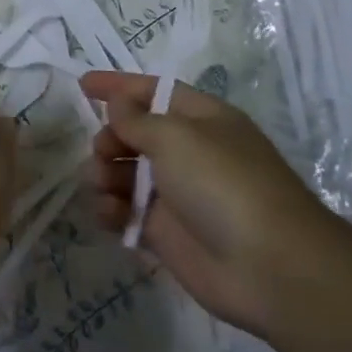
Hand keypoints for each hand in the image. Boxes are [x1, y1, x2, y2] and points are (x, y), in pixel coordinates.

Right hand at [81, 71, 343, 336]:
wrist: (268, 267)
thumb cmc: (222, 183)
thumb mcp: (175, 136)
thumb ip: (136, 118)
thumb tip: (117, 104)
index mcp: (201, 119)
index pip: (153, 92)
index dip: (118, 86)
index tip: (82, 85)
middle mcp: (189, 152)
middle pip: (134, 133)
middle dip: (109, 137)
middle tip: (102, 152)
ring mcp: (177, 194)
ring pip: (125, 173)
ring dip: (104, 173)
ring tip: (100, 185)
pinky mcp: (166, 233)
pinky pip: (126, 212)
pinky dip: (111, 209)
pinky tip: (107, 213)